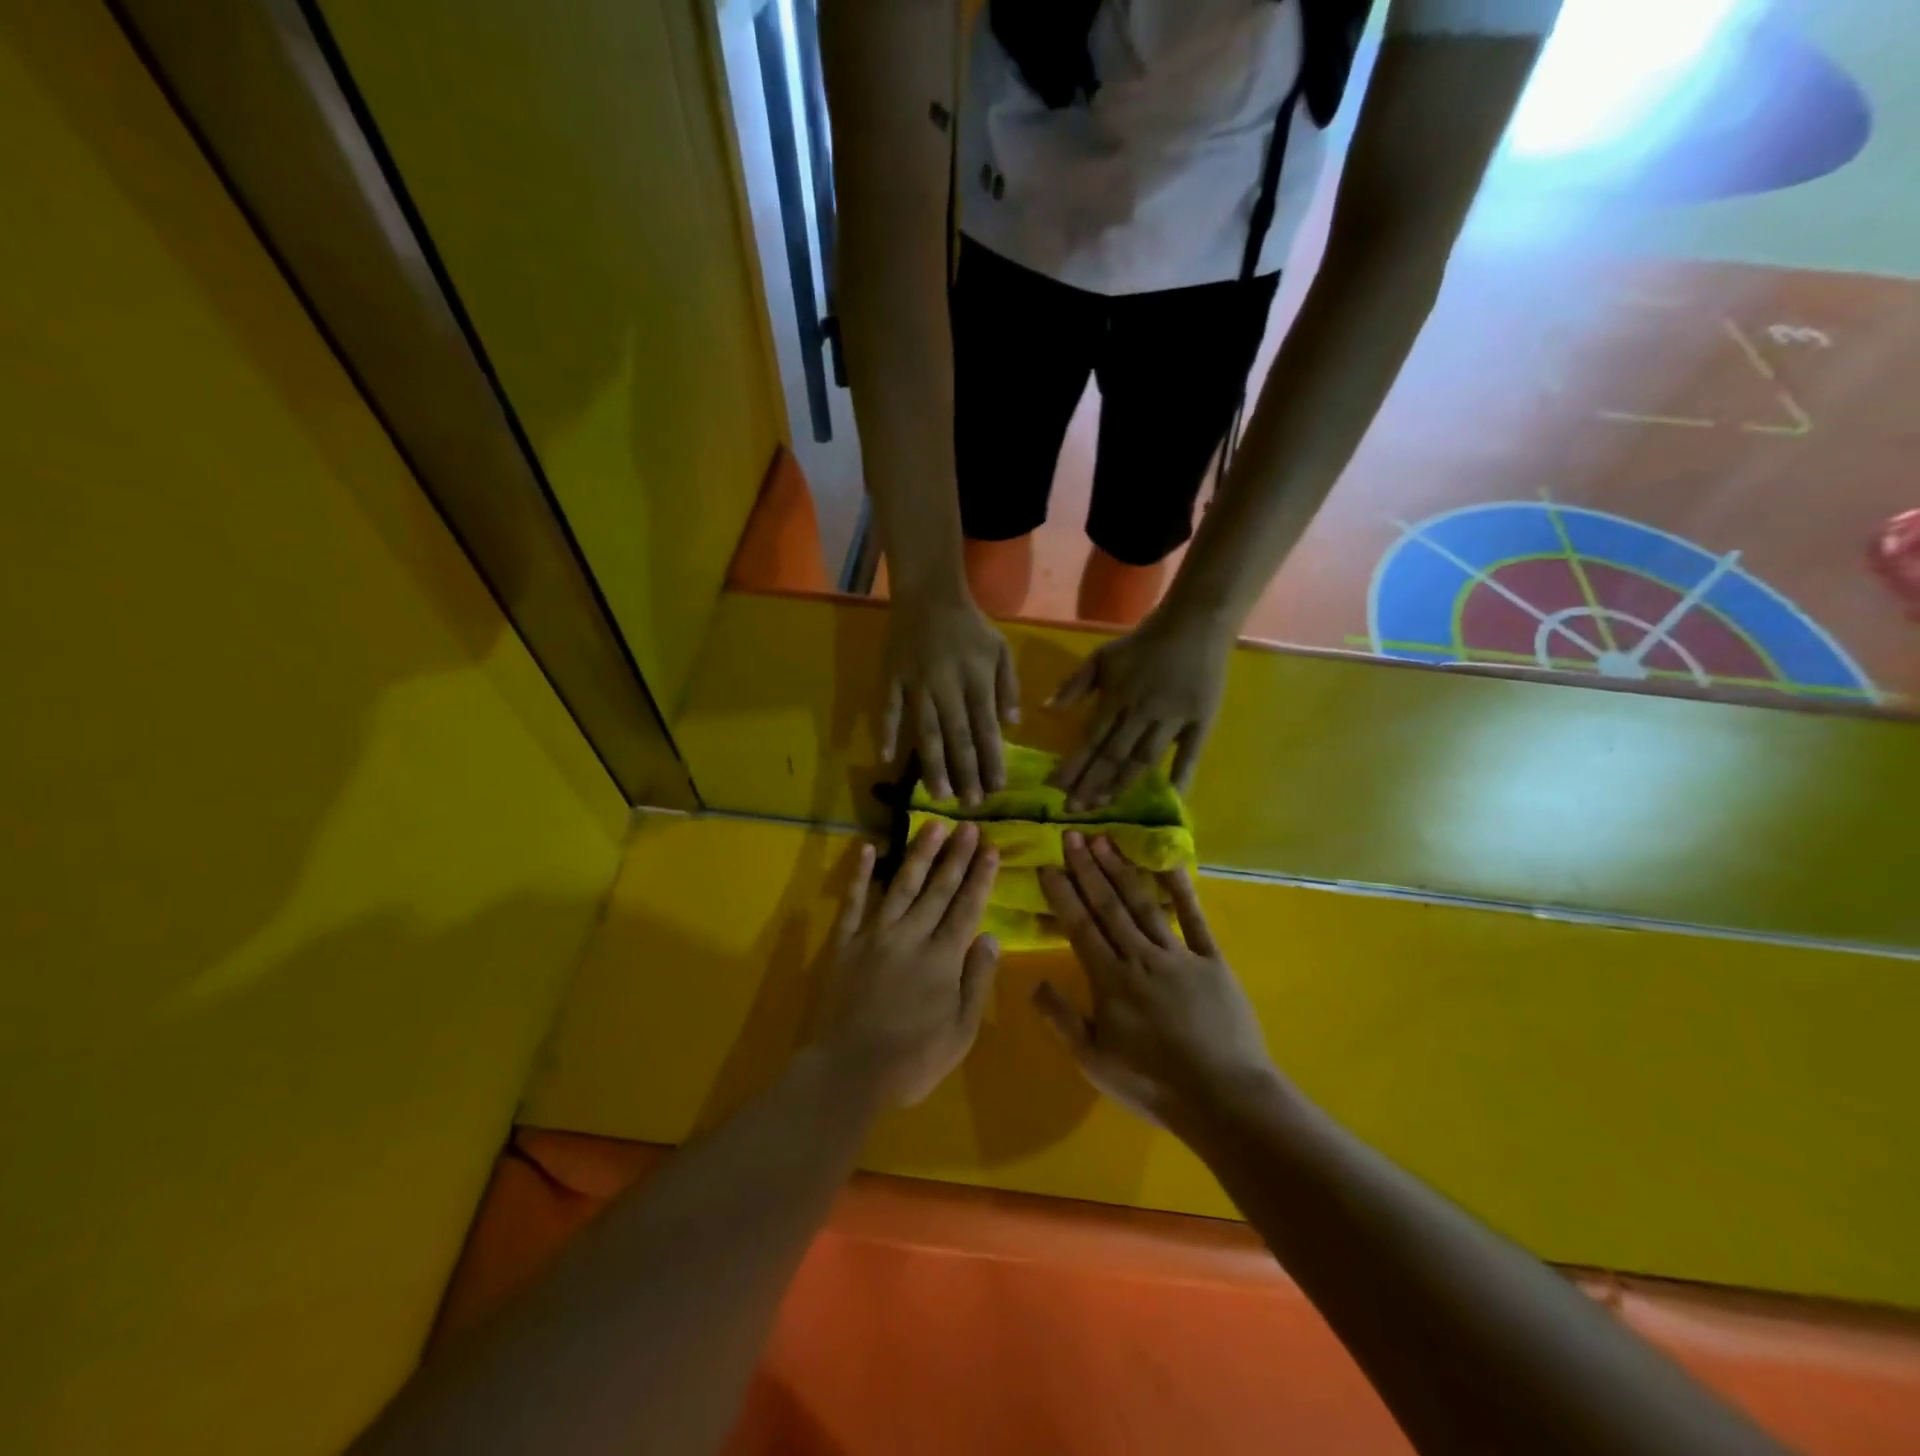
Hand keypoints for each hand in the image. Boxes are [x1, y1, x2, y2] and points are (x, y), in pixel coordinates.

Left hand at [809, 824, 1001, 1107]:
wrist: (846, 1072)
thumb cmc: (911, 1060)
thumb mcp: (960, 1032)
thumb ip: (976, 981)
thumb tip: (991, 937)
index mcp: (942, 958)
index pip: (967, 907)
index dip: (980, 877)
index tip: (990, 848)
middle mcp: (911, 936)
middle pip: (938, 889)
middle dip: (956, 856)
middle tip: (969, 825)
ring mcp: (874, 935)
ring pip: (901, 885)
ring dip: (919, 854)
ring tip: (933, 826)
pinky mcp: (844, 943)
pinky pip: (853, 902)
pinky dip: (860, 875)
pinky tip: (867, 849)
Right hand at [881, 589, 1019, 805]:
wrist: (929, 594)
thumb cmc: (970, 626)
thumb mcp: (1001, 649)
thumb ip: (1008, 687)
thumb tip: (1010, 726)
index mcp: (977, 679)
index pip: (986, 728)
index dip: (992, 760)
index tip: (996, 789)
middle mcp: (947, 686)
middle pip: (957, 736)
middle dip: (965, 773)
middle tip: (970, 804)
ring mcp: (916, 684)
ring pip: (925, 731)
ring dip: (932, 765)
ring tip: (938, 795)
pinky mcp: (892, 679)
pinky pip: (887, 710)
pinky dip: (886, 734)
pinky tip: (887, 761)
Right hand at [1034, 834, 1277, 1128]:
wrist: (1224, 1098)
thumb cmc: (1153, 1083)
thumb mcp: (1094, 1061)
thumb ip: (1062, 1019)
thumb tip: (1032, 983)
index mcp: (1110, 979)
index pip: (1080, 927)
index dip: (1063, 894)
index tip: (1048, 864)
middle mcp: (1140, 956)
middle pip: (1109, 906)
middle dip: (1087, 869)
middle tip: (1072, 835)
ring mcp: (1178, 954)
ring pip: (1143, 904)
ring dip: (1121, 871)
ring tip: (1104, 840)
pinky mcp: (1212, 960)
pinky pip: (1194, 919)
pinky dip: (1180, 890)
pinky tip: (1167, 863)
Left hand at [1048, 608, 1230, 810]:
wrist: (1193, 624)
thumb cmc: (1143, 643)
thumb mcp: (1102, 657)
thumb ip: (1074, 685)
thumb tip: (1044, 710)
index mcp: (1116, 698)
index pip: (1090, 739)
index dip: (1073, 766)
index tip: (1055, 789)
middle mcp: (1142, 713)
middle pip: (1113, 756)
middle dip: (1091, 785)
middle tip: (1074, 810)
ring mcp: (1173, 719)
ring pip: (1144, 759)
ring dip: (1122, 784)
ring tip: (1104, 806)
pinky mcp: (1200, 721)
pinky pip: (1190, 753)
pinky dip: (1181, 776)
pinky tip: (1170, 797)